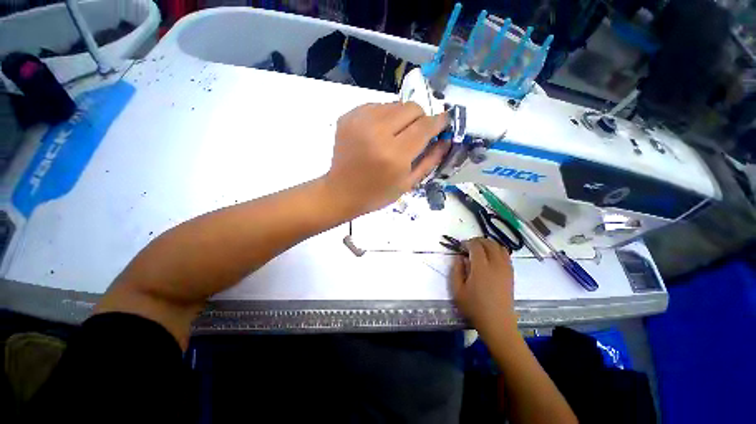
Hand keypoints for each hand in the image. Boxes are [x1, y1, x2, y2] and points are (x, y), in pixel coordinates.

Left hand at [324, 102, 448, 216]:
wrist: (341, 192)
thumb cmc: (377, 194)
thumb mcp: (408, 183)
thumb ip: (430, 160)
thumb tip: (446, 139)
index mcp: (394, 154)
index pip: (425, 126)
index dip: (439, 122)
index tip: (444, 122)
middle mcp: (377, 132)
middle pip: (411, 108)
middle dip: (420, 118)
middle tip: (416, 134)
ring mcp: (359, 121)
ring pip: (394, 105)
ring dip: (401, 117)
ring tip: (395, 136)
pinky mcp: (348, 117)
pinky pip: (376, 107)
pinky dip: (384, 117)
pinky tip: (379, 134)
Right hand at [451, 237, 516, 335]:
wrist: (497, 323)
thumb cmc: (474, 307)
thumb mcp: (457, 290)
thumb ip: (456, 270)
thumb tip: (460, 257)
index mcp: (481, 268)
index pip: (476, 246)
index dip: (467, 243)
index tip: (461, 246)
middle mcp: (496, 265)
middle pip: (489, 243)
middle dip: (478, 240)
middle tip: (469, 245)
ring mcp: (506, 269)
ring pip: (499, 247)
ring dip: (489, 244)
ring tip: (479, 249)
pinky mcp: (511, 274)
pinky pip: (506, 255)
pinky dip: (497, 250)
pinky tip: (490, 257)